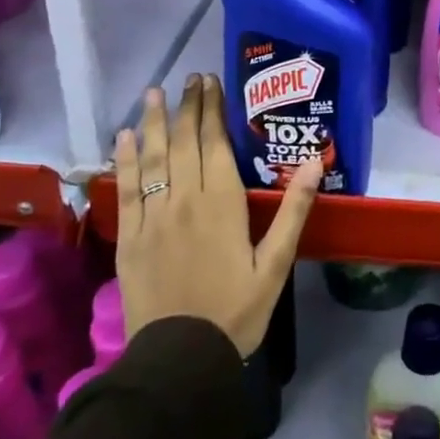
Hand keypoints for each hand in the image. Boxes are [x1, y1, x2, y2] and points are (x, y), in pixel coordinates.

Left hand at [114, 73, 320, 355]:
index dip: (212, 110)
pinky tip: (125, 137)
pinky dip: (125, 160)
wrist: (180, 361)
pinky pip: (125, 190)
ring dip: (153, 122)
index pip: (215, 144)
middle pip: (184, 143)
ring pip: (152, 158)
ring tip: (154, 92)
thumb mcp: (276, 264)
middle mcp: (185, 200)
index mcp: (222, 203)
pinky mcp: (129, 238)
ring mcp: (152, 218)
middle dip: (187, 106)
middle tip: (189, 77)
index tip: (211, 81)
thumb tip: (315, 161)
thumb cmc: (237, 311)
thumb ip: (294, 210)